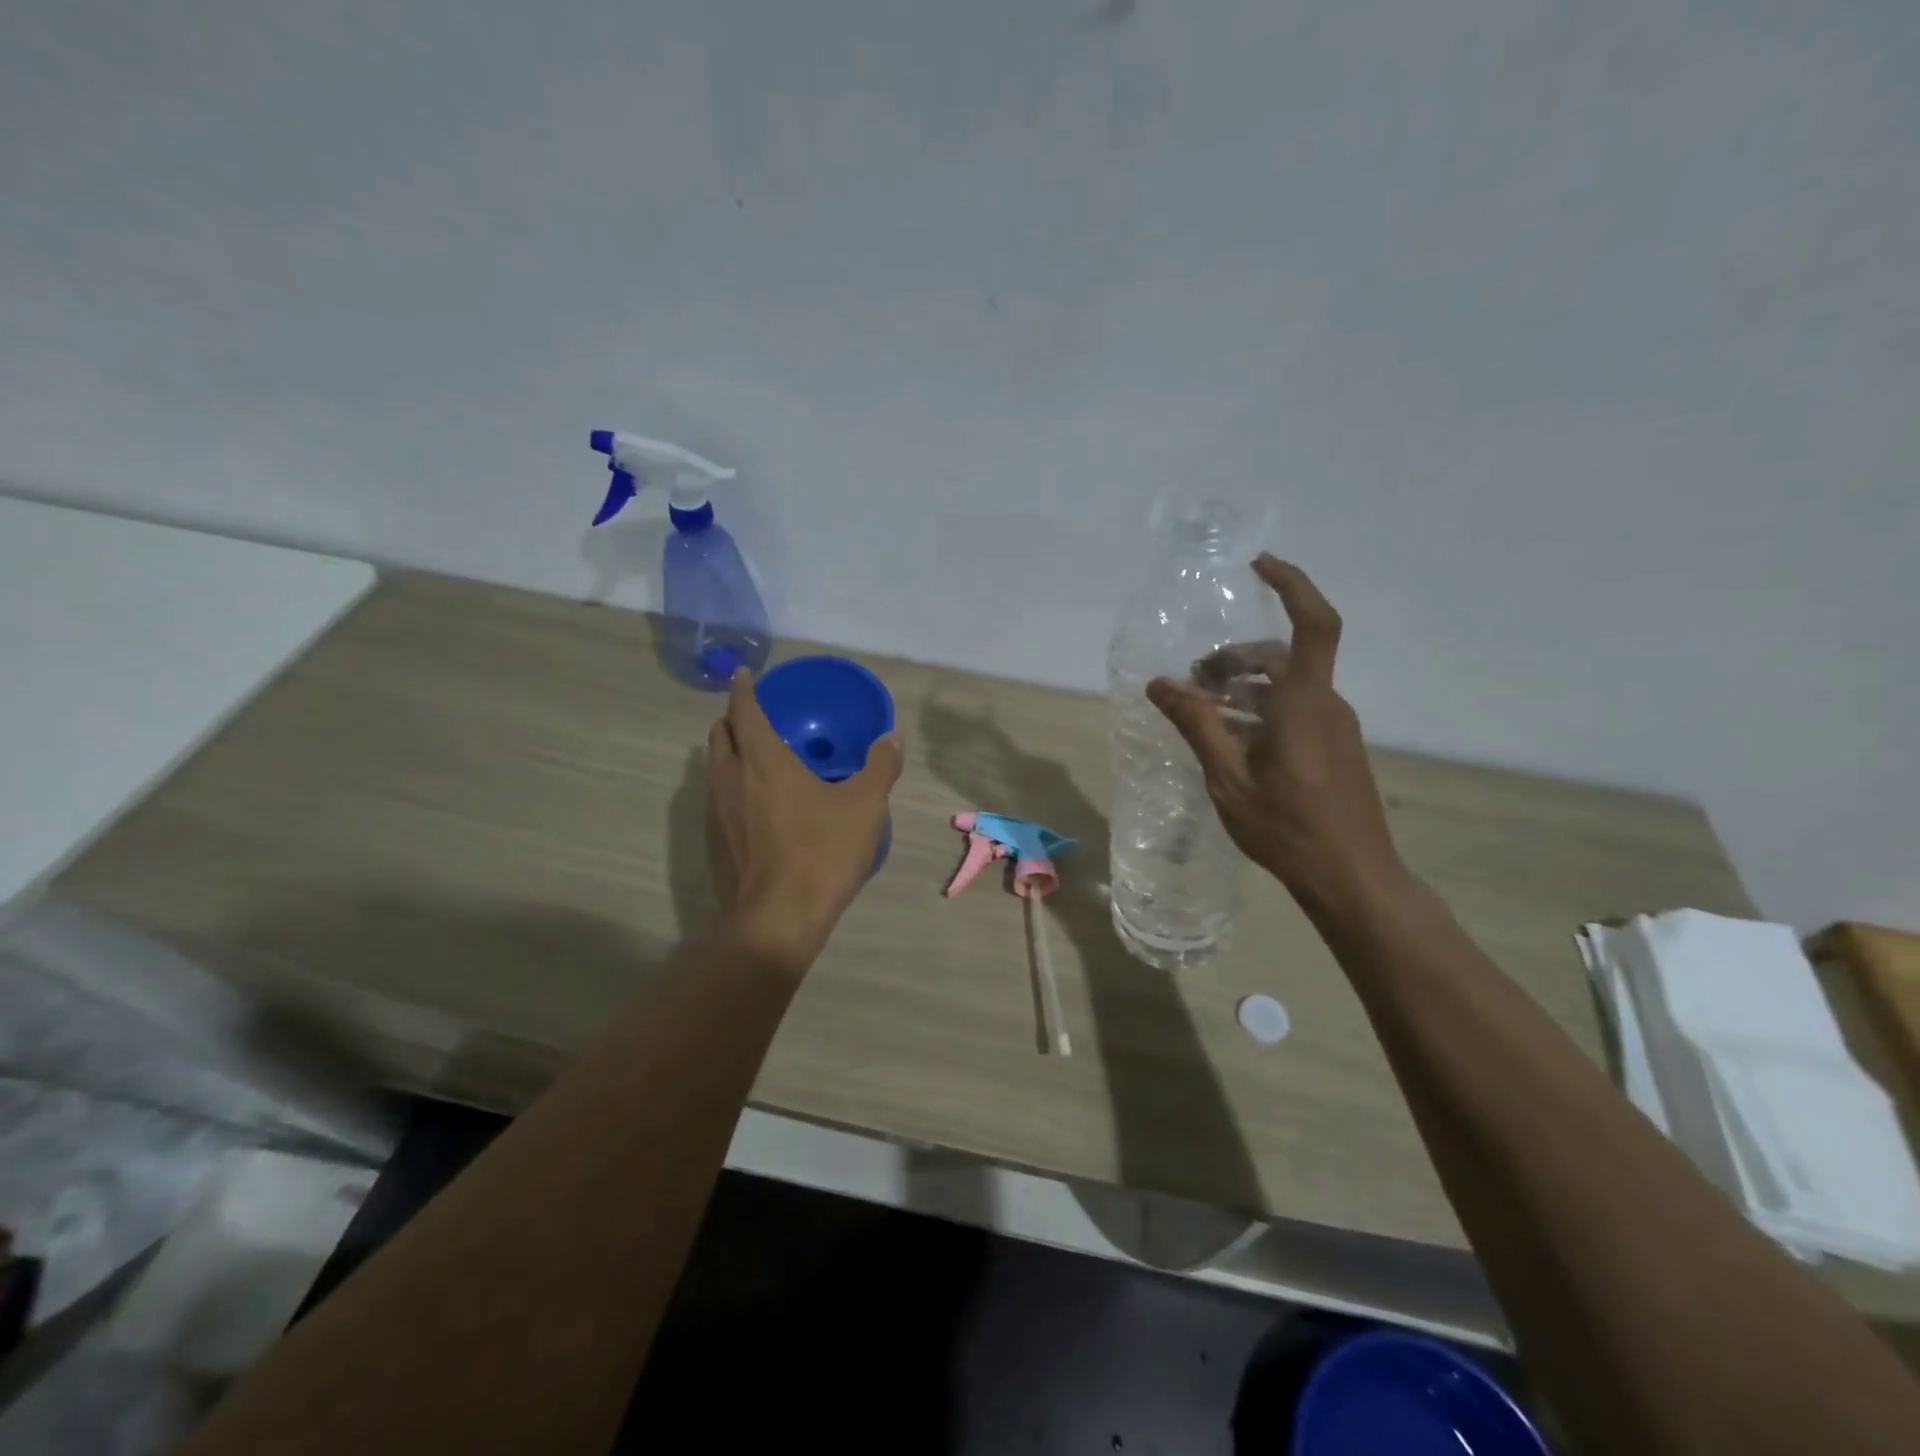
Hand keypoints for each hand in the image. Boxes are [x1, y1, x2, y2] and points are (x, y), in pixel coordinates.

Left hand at [706, 668, 904, 968]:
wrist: (779, 919)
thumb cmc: (822, 852)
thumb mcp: (865, 807)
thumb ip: (880, 766)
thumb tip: (892, 737)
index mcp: (763, 761)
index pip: (744, 711)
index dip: (743, 689)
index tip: (743, 675)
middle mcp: (731, 779)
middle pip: (719, 736)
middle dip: (731, 719)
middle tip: (753, 716)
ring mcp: (718, 813)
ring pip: (714, 768)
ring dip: (728, 752)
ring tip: (753, 755)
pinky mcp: (716, 842)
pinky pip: (717, 797)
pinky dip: (730, 784)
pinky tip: (755, 803)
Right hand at [1146, 556, 1403, 907]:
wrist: (1351, 876)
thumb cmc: (1287, 826)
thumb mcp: (1228, 776)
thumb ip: (1196, 724)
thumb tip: (1158, 684)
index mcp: (1305, 703)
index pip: (1313, 624)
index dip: (1292, 585)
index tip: (1258, 565)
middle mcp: (1326, 705)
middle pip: (1283, 657)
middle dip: (1236, 658)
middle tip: (1194, 679)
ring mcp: (1335, 727)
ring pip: (1287, 687)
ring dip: (1245, 688)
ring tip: (1204, 712)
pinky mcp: (1336, 748)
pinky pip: (1296, 711)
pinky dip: (1261, 711)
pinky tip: (1232, 740)